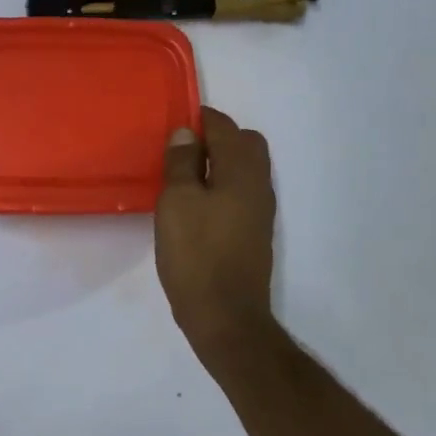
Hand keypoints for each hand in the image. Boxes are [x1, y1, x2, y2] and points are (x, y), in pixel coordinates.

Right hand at [155, 108, 278, 362]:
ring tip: (184, 175)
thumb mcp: (177, 202)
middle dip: (217, 137)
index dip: (202, 119)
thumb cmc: (196, 254)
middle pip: (245, 144)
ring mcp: (260, 211)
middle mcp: (258, 186)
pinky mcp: (254, 233)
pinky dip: (222, 185)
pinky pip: (241, 192)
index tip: (176, 120)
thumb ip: (182, 163)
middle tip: (181, 149)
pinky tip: (196, 204)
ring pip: (245, 169)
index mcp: (241, 172)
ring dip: (220, 162)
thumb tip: (187, 133)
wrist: (225, 316)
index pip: (226, 128)